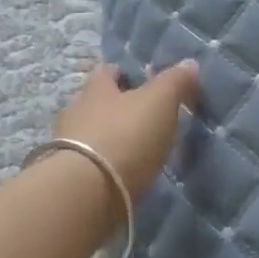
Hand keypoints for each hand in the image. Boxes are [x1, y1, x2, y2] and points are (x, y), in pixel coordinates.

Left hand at [53, 60, 201, 198]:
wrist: (87, 194)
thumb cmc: (125, 135)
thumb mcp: (160, 101)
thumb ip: (175, 81)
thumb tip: (190, 63)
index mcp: (96, 88)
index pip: (108, 71)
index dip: (126, 73)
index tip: (147, 82)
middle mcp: (77, 112)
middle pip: (100, 103)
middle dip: (121, 108)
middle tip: (149, 117)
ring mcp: (68, 147)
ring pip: (95, 134)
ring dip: (114, 138)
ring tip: (141, 150)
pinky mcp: (70, 179)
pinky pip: (93, 164)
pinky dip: (108, 165)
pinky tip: (126, 174)